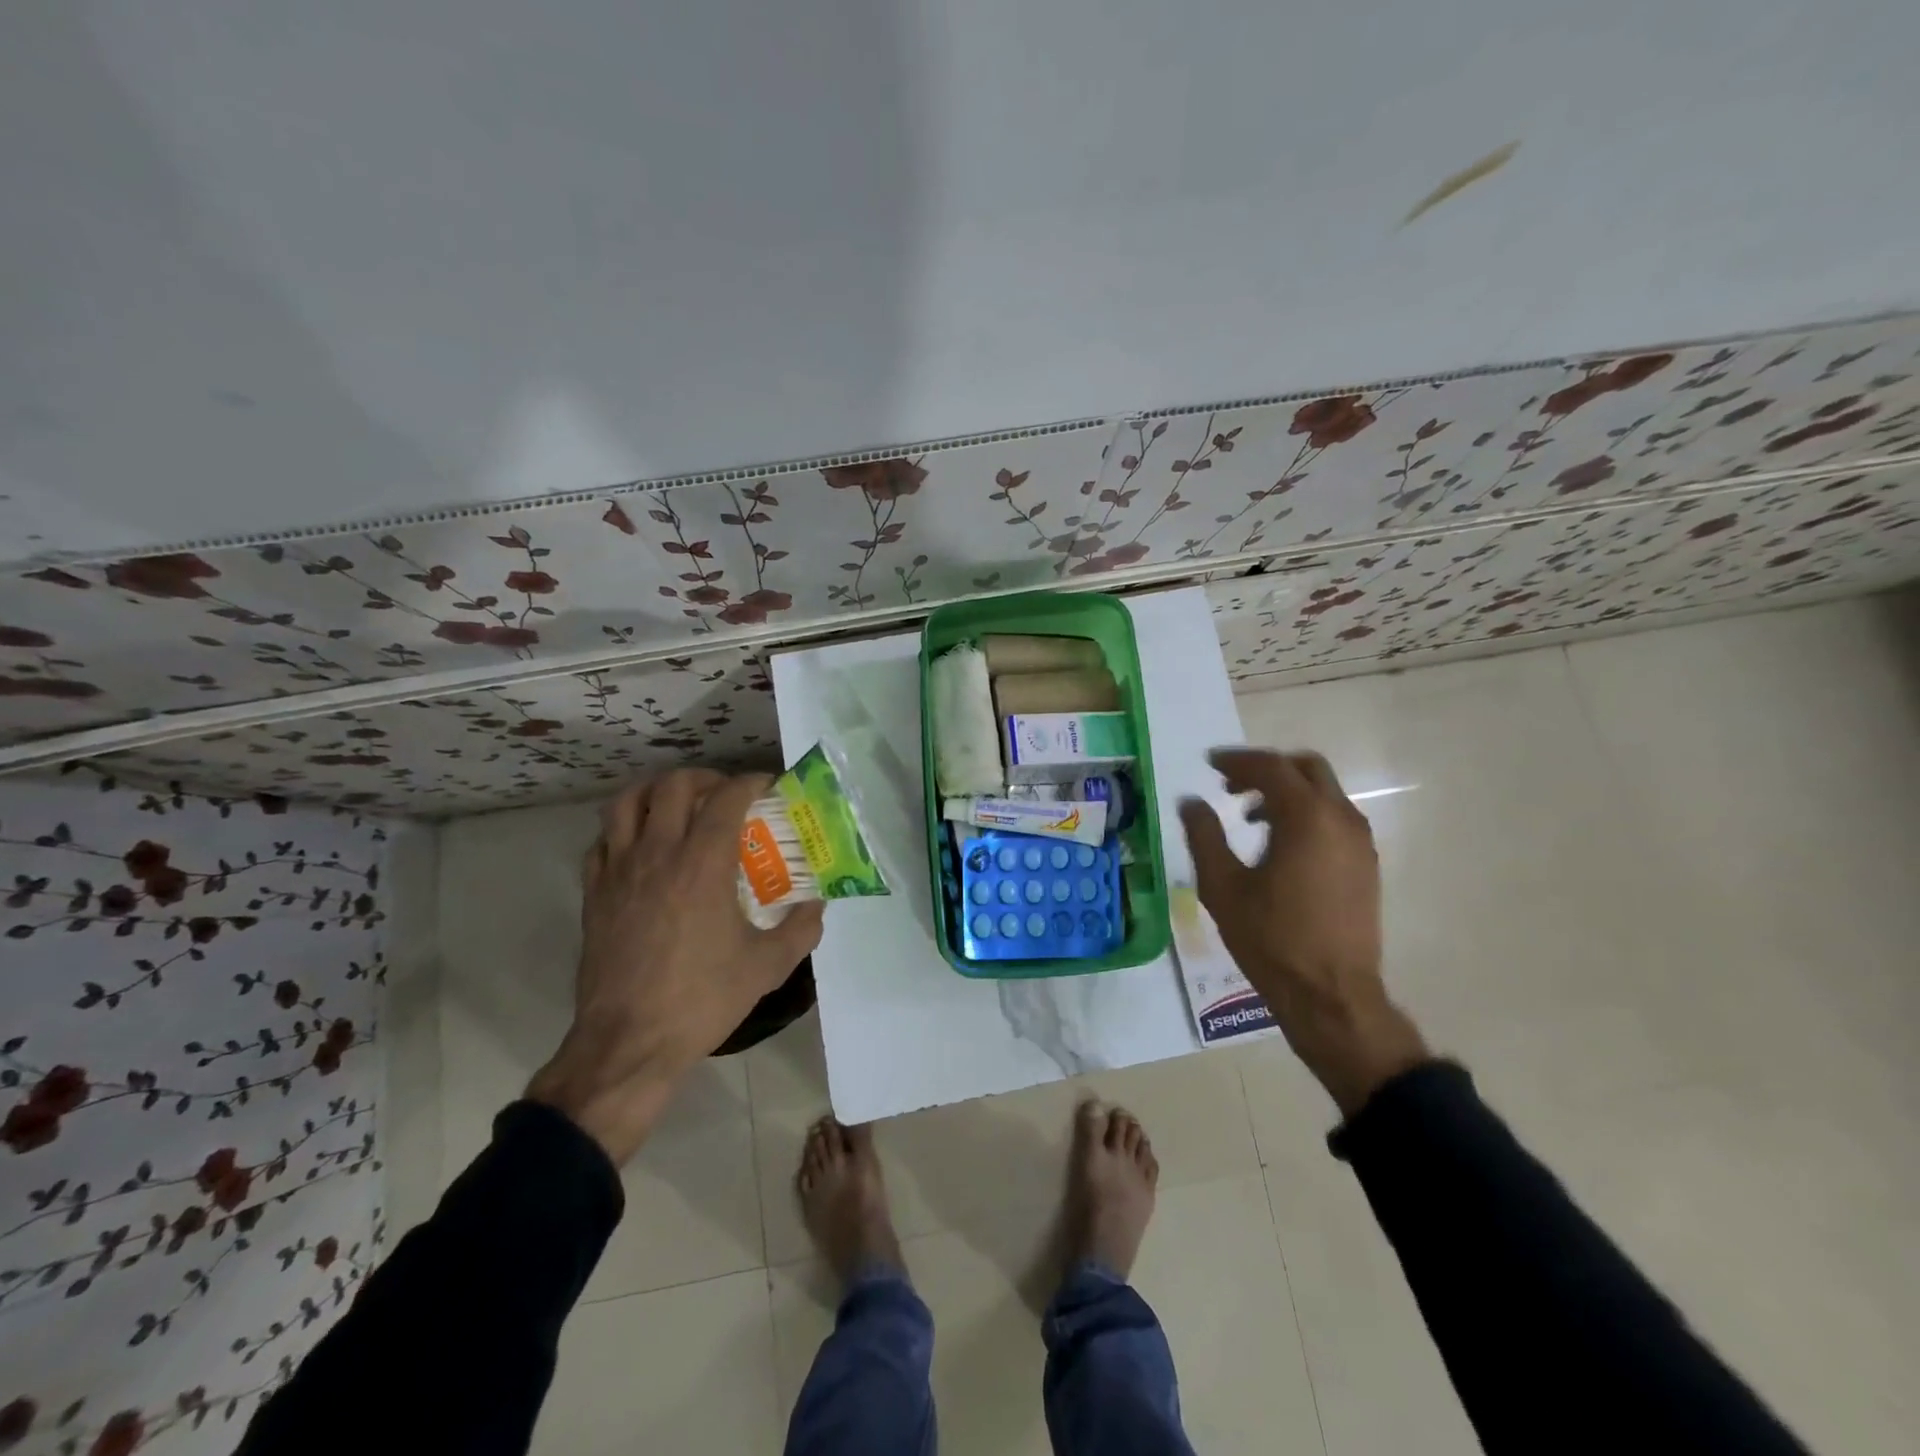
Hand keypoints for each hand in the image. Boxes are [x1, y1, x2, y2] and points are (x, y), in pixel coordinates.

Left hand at [528, 769, 825, 1162]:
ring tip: (679, 806)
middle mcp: (658, 854)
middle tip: (725, 795)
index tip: (766, 786)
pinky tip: (643, 846)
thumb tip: (817, 903)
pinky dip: (624, 828)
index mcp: (703, 864)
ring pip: (628, 802)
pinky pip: (603, 839)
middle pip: (674, 785)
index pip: (727, 797)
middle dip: (705, 778)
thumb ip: (802, 928)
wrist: (629, 1043)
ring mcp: (619, 871)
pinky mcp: (594, 893)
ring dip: (657, 792)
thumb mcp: (768, 966)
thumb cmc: (702, 999)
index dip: (750, 781)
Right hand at [1180, 748, 1427, 1115]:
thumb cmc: (1270, 939)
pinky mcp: (1366, 864)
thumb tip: (1190, 802)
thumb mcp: (1222, 886)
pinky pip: (1334, 818)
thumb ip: (1204, 836)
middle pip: (1306, 769)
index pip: (1270, 768)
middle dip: (1266, 769)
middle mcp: (1341, 819)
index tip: (1209, 764)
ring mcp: (1360, 842)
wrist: (1331, 995)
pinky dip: (1306, 813)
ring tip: (1250, 817)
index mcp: (1306, 818)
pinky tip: (1279, 844)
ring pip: (1324, 793)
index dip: (1236, 761)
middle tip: (1230, 785)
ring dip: (1287, 792)